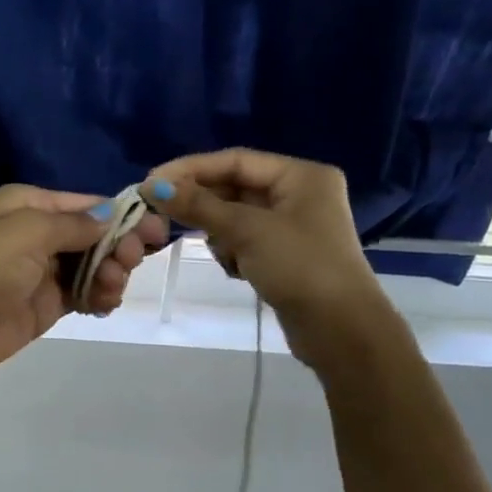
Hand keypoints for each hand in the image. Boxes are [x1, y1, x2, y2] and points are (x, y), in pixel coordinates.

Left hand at [0, 185, 167, 384]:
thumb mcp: (27, 233)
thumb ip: (75, 225)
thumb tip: (112, 216)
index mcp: (31, 205)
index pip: (90, 204)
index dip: (125, 216)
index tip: (158, 231)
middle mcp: (39, 234)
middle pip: (97, 235)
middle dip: (120, 246)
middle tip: (128, 263)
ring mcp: (43, 272)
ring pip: (96, 266)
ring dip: (112, 274)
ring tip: (108, 289)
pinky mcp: (45, 305)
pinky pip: (85, 294)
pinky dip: (100, 297)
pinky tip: (103, 304)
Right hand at [143, 149, 387, 368]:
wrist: (340, 330)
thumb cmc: (299, 267)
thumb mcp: (246, 231)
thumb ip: (199, 206)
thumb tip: (153, 186)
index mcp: (301, 176)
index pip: (236, 160)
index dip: (191, 169)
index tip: (152, 182)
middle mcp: (300, 194)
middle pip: (235, 187)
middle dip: (203, 203)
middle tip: (161, 212)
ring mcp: (293, 227)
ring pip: (236, 216)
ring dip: (219, 232)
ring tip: (220, 252)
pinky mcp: (285, 255)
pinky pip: (245, 240)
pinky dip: (232, 251)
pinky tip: (234, 269)